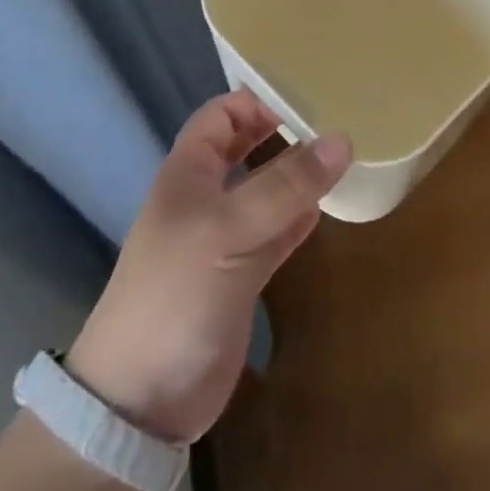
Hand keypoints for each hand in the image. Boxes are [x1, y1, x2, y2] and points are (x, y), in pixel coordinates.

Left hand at [65, 92, 349, 443]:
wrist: (144, 397)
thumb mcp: (228, 229)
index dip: (258, 99)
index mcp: (189, 172)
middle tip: (337, 119)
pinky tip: (330, 206)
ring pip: (268, 190)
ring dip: (300, 175)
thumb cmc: (176, 292)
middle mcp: (207, 196)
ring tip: (346, 155)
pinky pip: (279, 232)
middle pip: (248, 148)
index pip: (223, 115)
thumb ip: (285, 185)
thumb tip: (342, 139)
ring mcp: (227, 237)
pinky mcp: (244, 274)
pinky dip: (302, 218)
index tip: (309, 93)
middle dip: (284, 132)